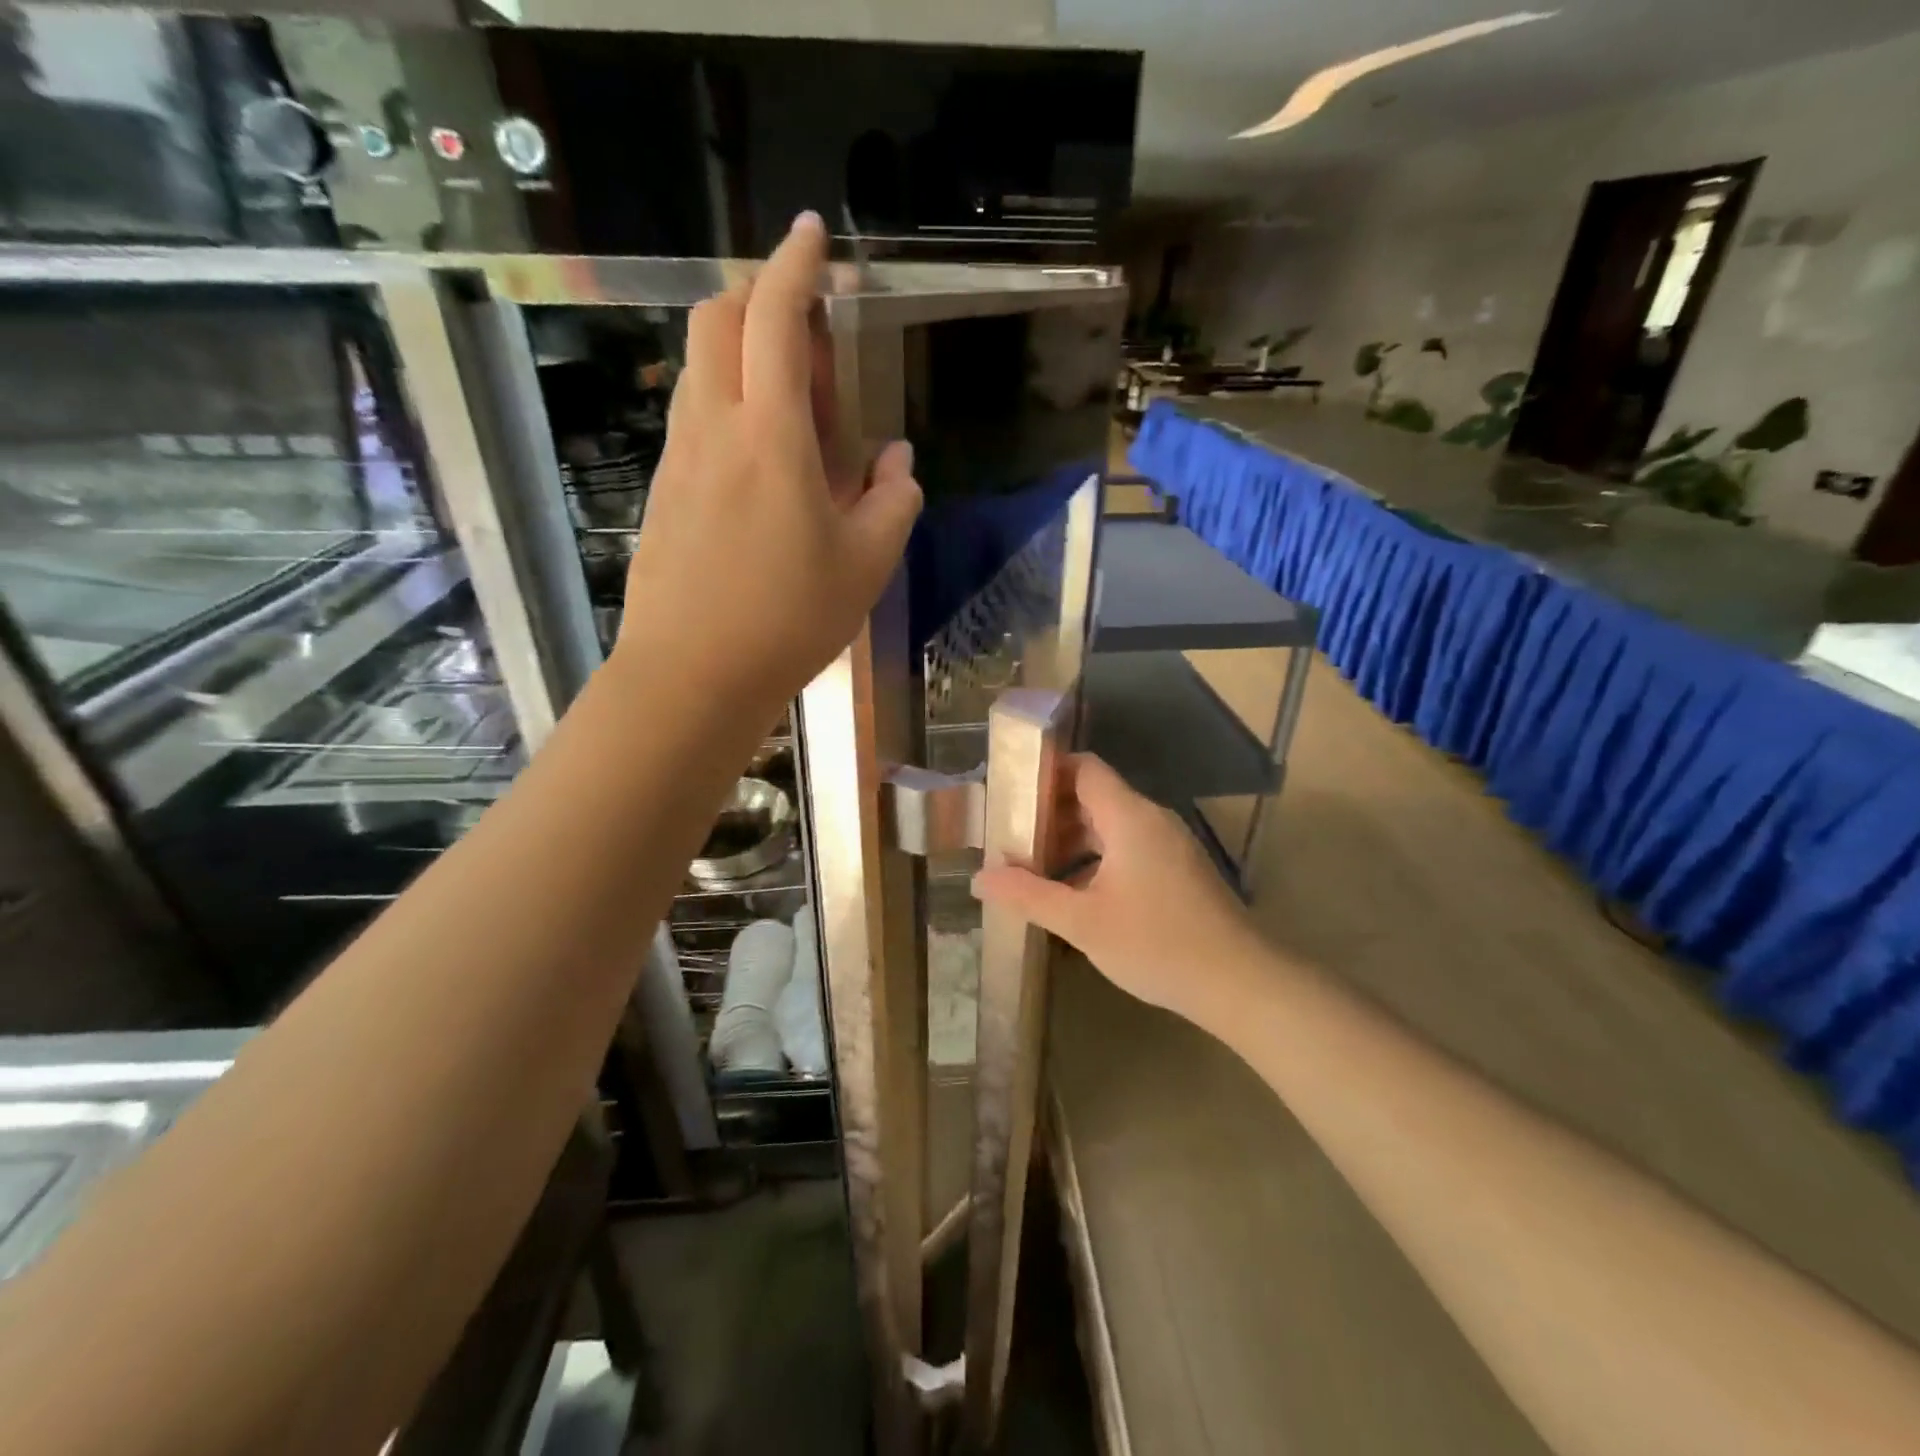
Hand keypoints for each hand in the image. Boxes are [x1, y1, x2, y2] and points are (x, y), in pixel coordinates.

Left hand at [617, 212, 922, 708]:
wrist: (691, 676)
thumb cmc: (788, 620)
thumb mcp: (866, 566)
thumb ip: (893, 502)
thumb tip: (898, 463)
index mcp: (770, 435)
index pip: (773, 316)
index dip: (795, 265)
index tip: (813, 236)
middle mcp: (713, 428)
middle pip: (718, 320)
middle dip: (761, 299)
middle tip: (811, 346)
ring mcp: (678, 459)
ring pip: (702, 370)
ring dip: (745, 359)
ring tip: (795, 418)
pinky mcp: (663, 491)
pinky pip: (695, 420)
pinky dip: (729, 408)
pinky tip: (761, 468)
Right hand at [972, 755, 1267, 1026]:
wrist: (1240, 983)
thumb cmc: (1157, 944)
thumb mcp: (1082, 922)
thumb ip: (1029, 896)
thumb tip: (979, 878)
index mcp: (1129, 817)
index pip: (1084, 768)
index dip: (1046, 771)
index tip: (1010, 791)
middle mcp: (1151, 819)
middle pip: (1094, 795)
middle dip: (1050, 812)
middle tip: (1011, 835)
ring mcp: (1170, 845)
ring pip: (1111, 824)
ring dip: (1073, 839)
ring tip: (1034, 866)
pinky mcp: (1179, 869)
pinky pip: (1129, 846)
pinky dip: (1097, 857)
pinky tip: (1076, 892)